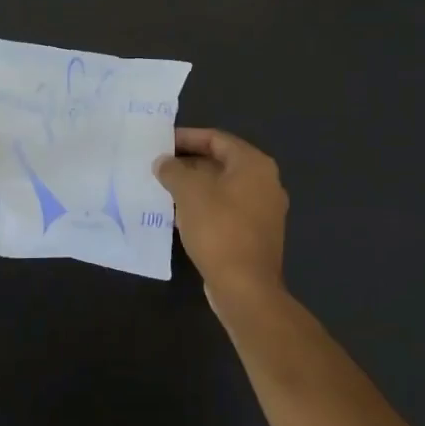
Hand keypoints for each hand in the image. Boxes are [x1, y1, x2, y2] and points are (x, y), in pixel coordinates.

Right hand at [154, 128, 287, 299]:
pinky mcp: (256, 234)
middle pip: (221, 162)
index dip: (186, 137)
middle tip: (159, 166)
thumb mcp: (189, 193)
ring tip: (164, 189)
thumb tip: (163, 162)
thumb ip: (173, 170)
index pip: (216, 139)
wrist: (245, 287)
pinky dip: (205, 206)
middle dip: (188, 163)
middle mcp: (265, 182)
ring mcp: (264, 210)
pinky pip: (227, 209)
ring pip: (223, 188)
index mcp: (254, 164)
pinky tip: (181, 215)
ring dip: (195, 186)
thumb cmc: (219, 230)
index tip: (161, 143)